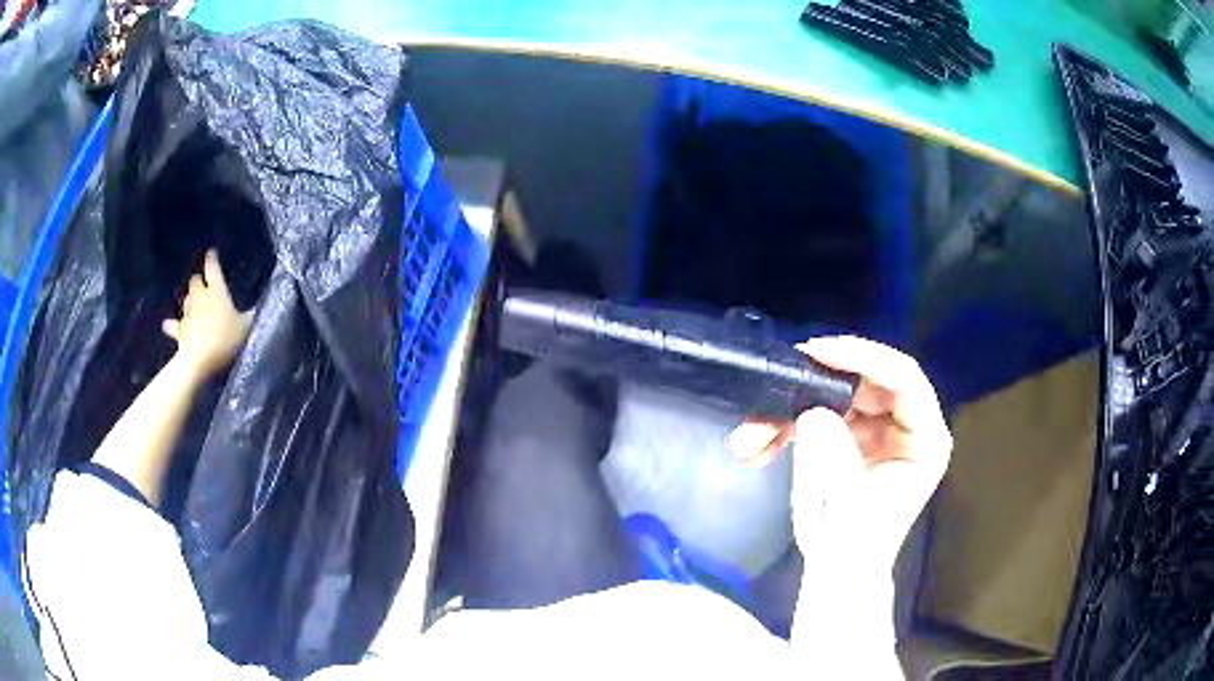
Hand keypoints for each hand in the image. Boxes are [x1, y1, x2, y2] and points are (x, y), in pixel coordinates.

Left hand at [162, 249, 253, 379]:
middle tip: (203, 284)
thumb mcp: (246, 327)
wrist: (199, 361)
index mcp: (216, 291)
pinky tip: (167, 325)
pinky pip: (173, 325)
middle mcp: (200, 297)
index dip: (212, 259)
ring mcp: (187, 314)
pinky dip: (171, 324)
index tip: (211, 252)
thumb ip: (253, 314)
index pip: (213, 268)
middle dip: (198, 281)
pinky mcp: (179, 331)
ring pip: (186, 300)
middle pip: (195, 281)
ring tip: (192, 303)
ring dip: (189, 300)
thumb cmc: (225, 340)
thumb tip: (263, 303)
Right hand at [730, 336, 951, 571]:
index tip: (817, 353)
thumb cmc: (851, 548)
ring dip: (788, 410)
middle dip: (813, 386)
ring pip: (832, 395)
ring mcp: (876, 429)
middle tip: (774, 385)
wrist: (834, 572)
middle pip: (862, 381)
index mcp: (924, 438)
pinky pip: (815, 414)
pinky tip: (757, 447)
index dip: (863, 357)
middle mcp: (905, 425)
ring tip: (750, 436)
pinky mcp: (849, 435)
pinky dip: (784, 426)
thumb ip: (836, 457)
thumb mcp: (848, 506)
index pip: (904, 378)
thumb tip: (812, 414)